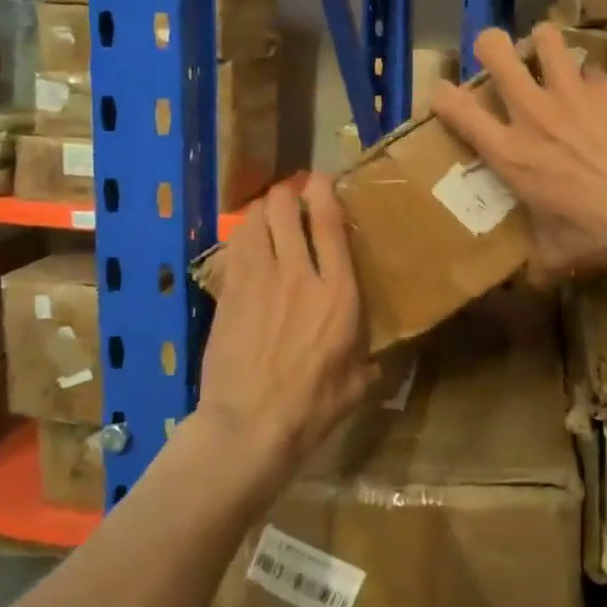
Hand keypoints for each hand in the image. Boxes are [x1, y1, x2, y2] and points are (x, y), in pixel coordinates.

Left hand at [195, 176, 376, 483]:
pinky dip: (242, 235)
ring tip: (270, 213)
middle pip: (283, 208)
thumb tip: (378, 361)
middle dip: (287, 191)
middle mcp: (296, 274)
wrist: (248, 426)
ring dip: (262, 210)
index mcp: (336, 292)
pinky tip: (248, 242)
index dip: (323, 189)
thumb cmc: (311, 407)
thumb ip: (369, 362)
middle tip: (294, 195)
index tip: (323, 179)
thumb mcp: (357, 385)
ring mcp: (256, 281)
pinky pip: (234, 247)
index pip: (327, 221)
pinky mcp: (228, 294)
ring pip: (253, 221)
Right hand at [431, 23, 606, 278]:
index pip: (457, 109)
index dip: (442, 95)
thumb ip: (537, 259)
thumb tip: (532, 282)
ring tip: (548, 56)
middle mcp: (533, 113)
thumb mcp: (556, 253)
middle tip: (497, 57)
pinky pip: (592, 69)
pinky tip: (601, 97)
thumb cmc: (598, 234)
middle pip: (495, 50)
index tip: (444, 95)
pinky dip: (590, 79)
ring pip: (545, 39)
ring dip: (542, 44)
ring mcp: (572, 93)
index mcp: (509, 152)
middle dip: (490, 46)